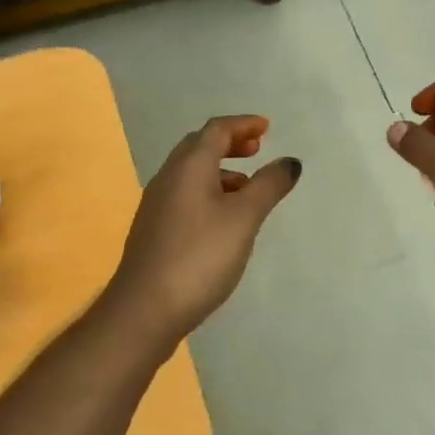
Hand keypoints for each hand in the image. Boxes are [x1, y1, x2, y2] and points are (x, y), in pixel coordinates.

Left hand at [105, 116, 300, 343]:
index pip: (216, 130)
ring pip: (191, 173)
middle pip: (199, 147)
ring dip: (220, 170)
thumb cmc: (200, 256)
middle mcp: (168, 178)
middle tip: (256, 150)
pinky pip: (185, 195)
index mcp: (189, 167)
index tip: (266, 128)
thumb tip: (289, 161)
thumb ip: (268, 186)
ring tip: (247, 188)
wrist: (144, 310)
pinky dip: (209, 192)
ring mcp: (157, 205)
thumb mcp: (244, 218)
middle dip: (229, 143)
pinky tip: (223, 220)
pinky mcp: (154, 231)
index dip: (243, 125)